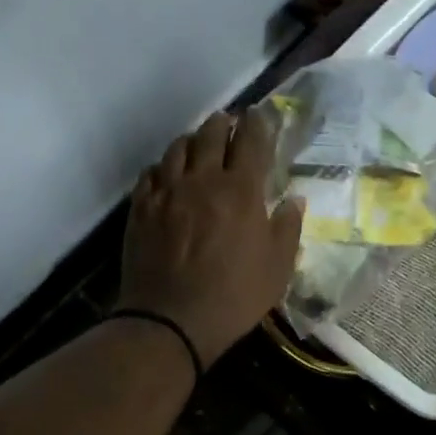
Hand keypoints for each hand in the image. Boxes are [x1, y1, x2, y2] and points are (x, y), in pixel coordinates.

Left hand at [119, 112, 303, 368]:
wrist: (172, 320)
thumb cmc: (235, 296)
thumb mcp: (278, 268)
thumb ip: (288, 228)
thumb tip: (294, 199)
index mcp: (241, 190)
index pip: (252, 141)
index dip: (258, 123)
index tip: (259, 114)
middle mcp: (203, 180)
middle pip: (211, 134)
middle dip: (223, 123)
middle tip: (229, 123)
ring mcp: (167, 192)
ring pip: (178, 148)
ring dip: (192, 140)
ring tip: (198, 143)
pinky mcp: (141, 208)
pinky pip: (151, 173)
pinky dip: (163, 167)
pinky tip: (167, 175)